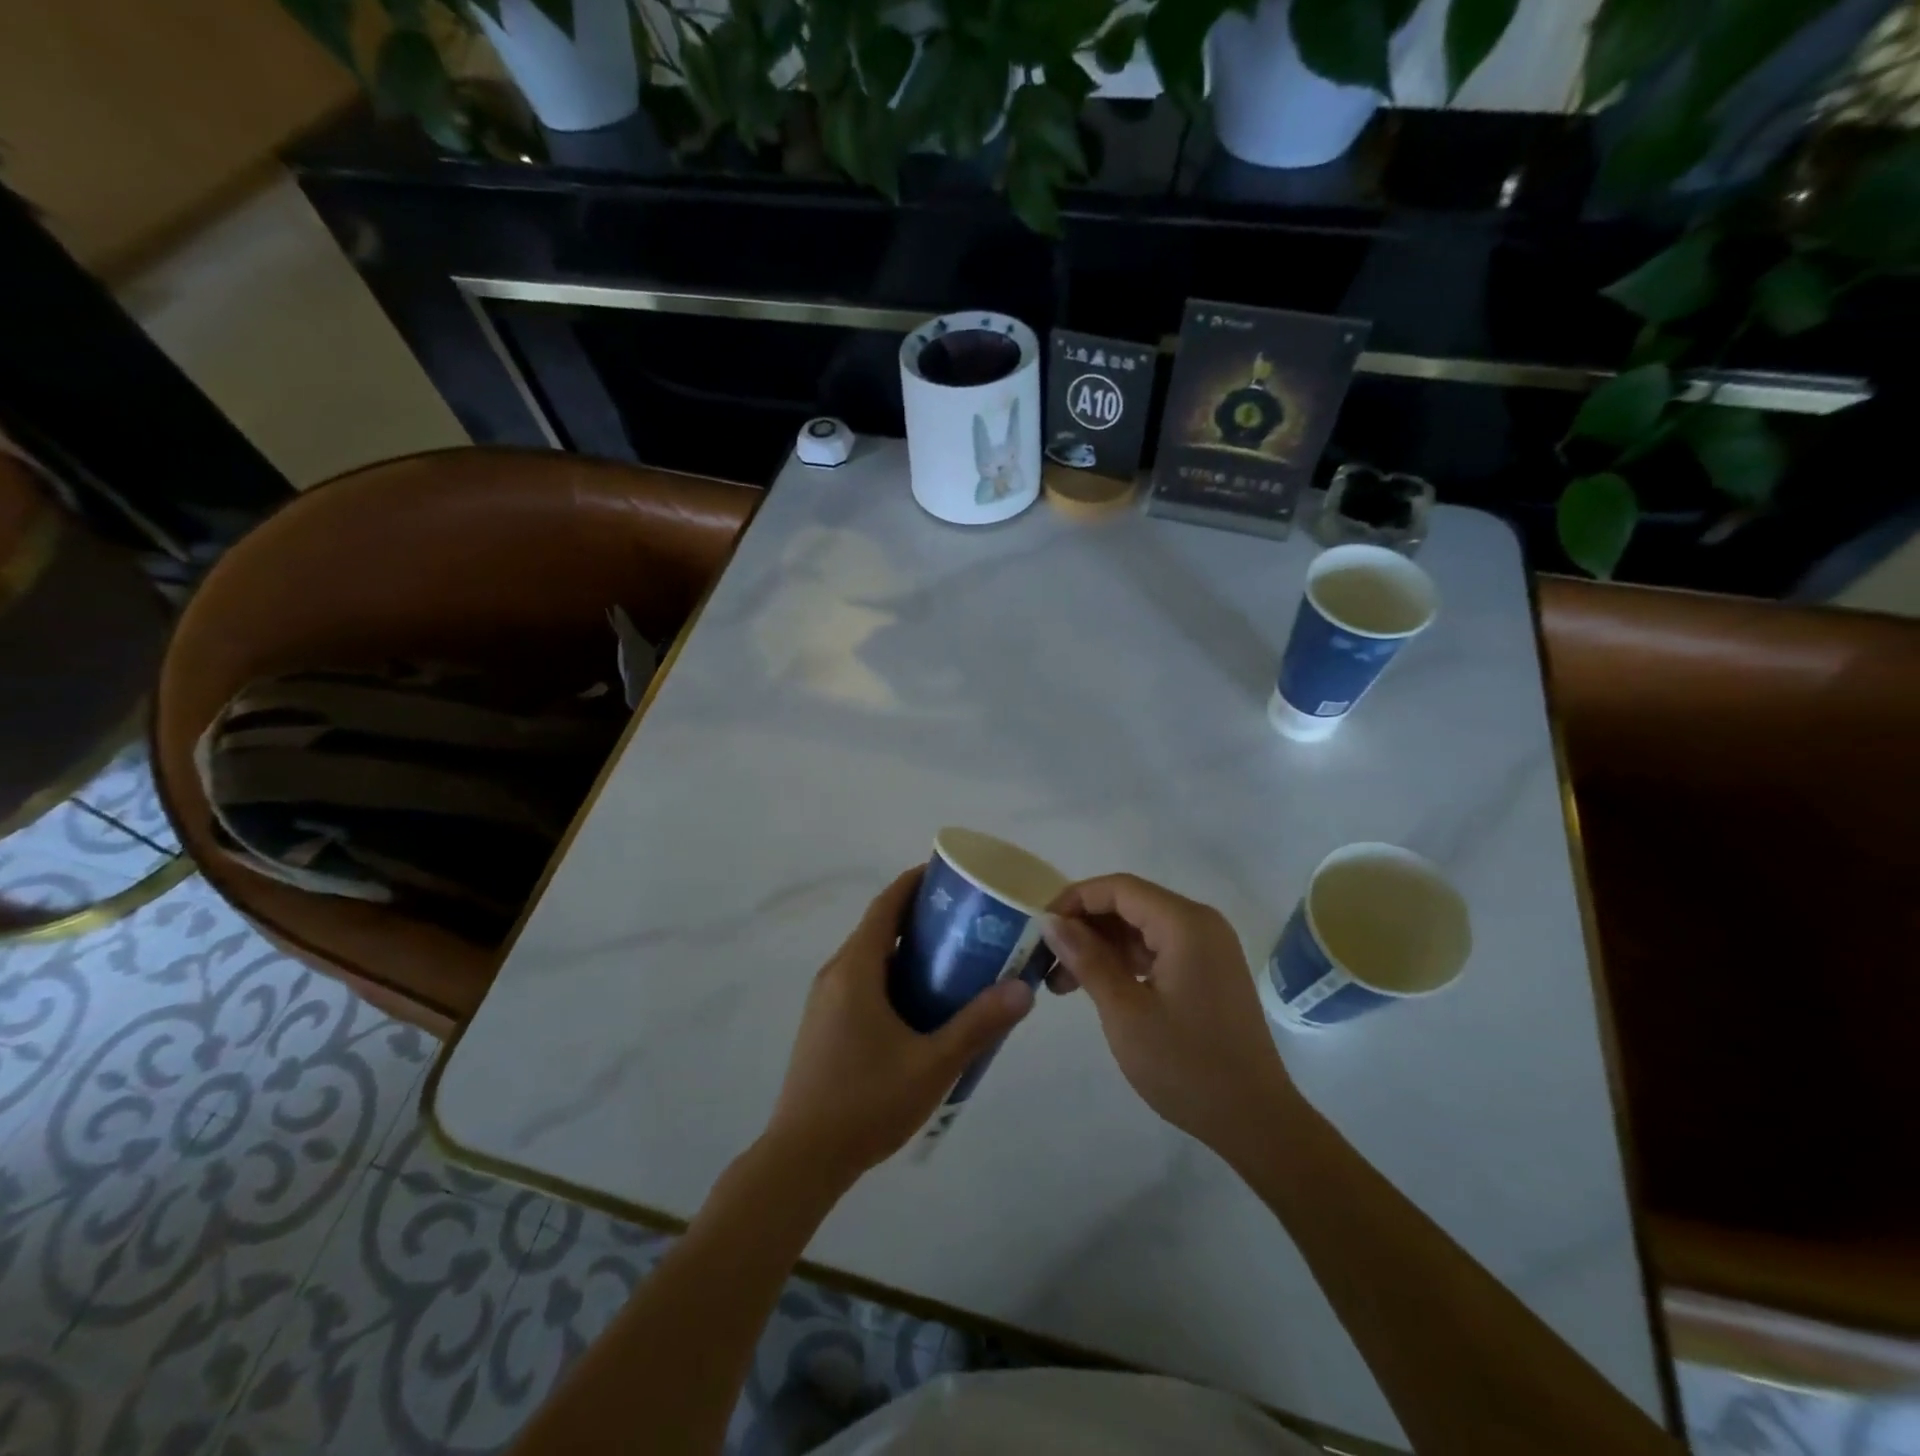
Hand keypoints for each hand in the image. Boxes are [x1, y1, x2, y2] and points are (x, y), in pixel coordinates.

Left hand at [764, 867, 1034, 1188]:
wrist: (802, 1158)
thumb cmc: (866, 1102)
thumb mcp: (932, 1064)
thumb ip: (978, 1025)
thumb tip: (1023, 989)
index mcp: (855, 969)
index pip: (885, 906)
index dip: (914, 882)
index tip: (947, 873)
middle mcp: (835, 974)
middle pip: (879, 928)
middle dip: (919, 917)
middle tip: (966, 920)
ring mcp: (825, 1001)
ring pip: (870, 959)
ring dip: (906, 950)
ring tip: (953, 959)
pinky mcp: (824, 1025)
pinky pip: (862, 982)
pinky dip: (892, 976)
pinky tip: (922, 1005)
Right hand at [1043, 874, 1295, 1161]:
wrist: (1255, 1120)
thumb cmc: (1186, 1065)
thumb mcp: (1124, 1011)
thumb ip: (1086, 958)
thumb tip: (1050, 921)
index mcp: (1185, 924)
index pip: (1118, 888)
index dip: (1074, 900)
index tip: (1040, 929)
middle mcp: (1200, 924)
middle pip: (1130, 904)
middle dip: (1085, 927)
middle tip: (1047, 962)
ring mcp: (1208, 948)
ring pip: (1141, 928)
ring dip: (1101, 947)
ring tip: (1063, 983)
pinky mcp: (1208, 971)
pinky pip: (1157, 948)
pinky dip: (1125, 961)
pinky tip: (1098, 987)